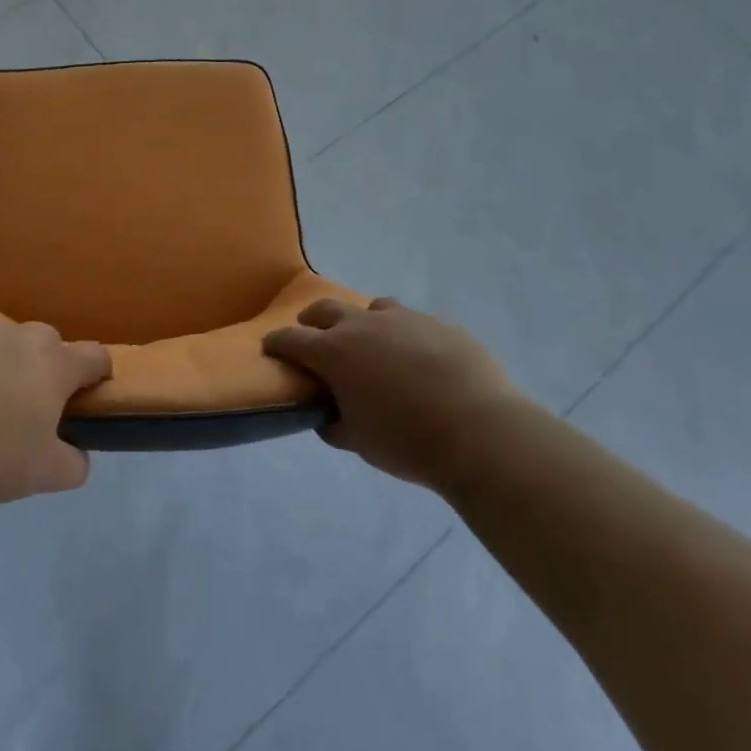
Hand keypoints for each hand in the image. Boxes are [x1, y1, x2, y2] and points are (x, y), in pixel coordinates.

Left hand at [0, 318, 110, 503]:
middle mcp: (21, 337)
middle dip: (47, 367)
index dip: (100, 374)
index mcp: (54, 364)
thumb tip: (78, 457)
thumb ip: (73, 465)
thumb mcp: (42, 475)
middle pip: (48, 343)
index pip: (95, 356)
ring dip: (3, 364)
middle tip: (30, 405)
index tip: (91, 394)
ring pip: (4, 343)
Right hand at [263, 297, 521, 489]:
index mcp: (335, 352)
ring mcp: (405, 319)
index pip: (292, 339)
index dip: (277, 343)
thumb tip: (328, 417)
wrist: (479, 432)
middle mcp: (364, 325)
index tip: (271, 347)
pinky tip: (417, 358)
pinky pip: (413, 322)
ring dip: (363, 321)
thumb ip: (335, 425)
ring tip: (371, 343)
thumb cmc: (407, 441)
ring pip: (373, 308)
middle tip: (312, 335)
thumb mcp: (359, 442)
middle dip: (312, 320)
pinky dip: (404, 335)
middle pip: (326, 309)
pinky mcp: (440, 323)